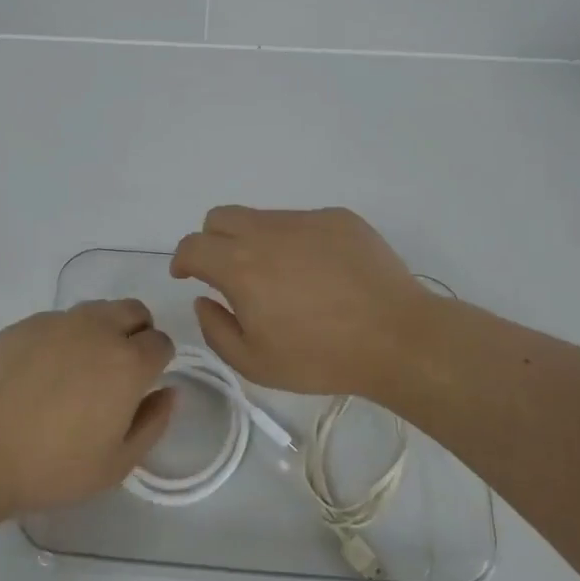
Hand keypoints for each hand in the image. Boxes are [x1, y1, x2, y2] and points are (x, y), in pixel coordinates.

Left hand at [0, 300, 175, 514]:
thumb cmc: (51, 468)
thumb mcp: (116, 464)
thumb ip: (153, 423)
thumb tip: (168, 392)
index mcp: (128, 362)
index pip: (161, 342)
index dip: (158, 362)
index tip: (142, 385)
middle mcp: (98, 330)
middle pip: (134, 311)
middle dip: (137, 333)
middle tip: (118, 371)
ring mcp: (58, 322)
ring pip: (96, 311)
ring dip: (102, 331)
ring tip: (78, 371)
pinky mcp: (24, 324)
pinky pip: (58, 321)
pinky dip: (63, 338)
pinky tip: (40, 374)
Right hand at [171, 205, 438, 402]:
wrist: (396, 337)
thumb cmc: (321, 357)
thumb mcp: (255, 363)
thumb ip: (216, 329)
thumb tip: (205, 300)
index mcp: (240, 266)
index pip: (193, 245)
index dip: (182, 259)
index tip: (187, 275)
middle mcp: (268, 232)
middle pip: (220, 217)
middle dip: (213, 241)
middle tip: (229, 273)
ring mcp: (306, 220)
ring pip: (263, 218)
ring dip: (257, 242)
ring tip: (285, 279)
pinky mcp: (339, 218)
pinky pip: (302, 222)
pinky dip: (297, 242)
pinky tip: (321, 274)